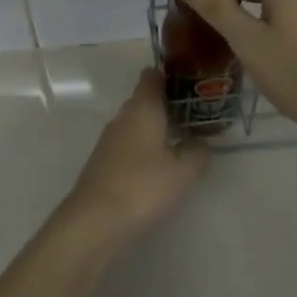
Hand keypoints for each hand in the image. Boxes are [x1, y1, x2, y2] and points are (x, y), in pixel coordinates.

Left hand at [63, 69, 209, 243]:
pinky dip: (143, 148)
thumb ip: (198, 151)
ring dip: (156, 129)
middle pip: (145, 100)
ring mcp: (109, 139)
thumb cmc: (144, 186)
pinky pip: (128, 144)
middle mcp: (123, 116)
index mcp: (143, 107)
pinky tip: (157, 167)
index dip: (170, 76)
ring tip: (181, 143)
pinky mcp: (102, 161)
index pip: (152, 77)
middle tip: (195, 117)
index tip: (190, 85)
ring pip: (136, 124)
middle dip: (168, 106)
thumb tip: (200, 142)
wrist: (95, 219)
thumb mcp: (184, 171)